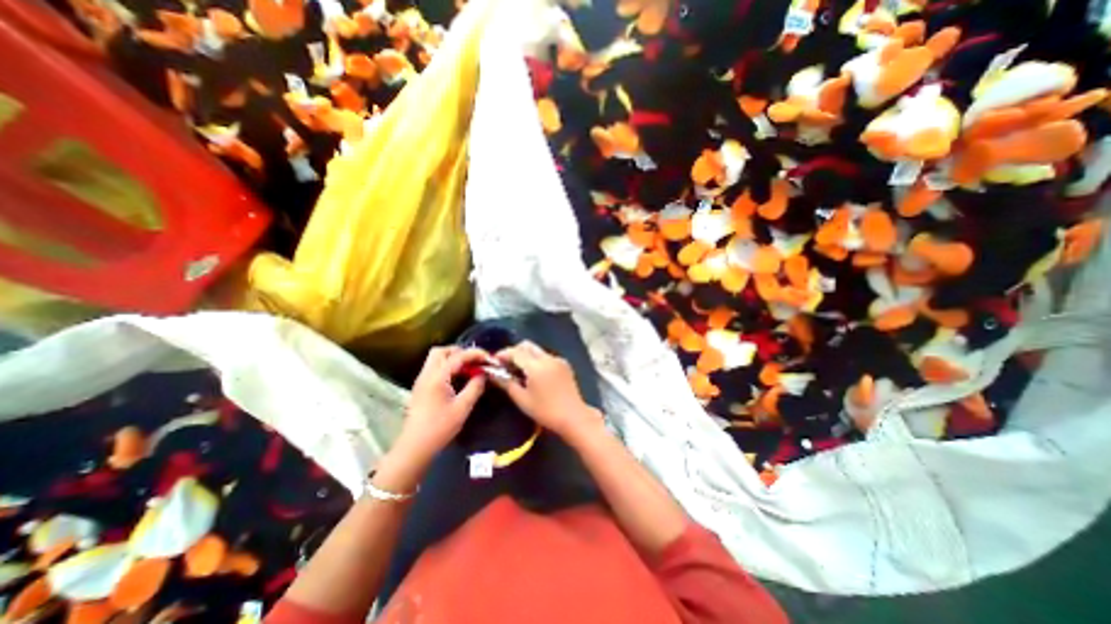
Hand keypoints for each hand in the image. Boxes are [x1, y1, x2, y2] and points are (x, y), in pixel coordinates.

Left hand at [396, 346, 486, 462]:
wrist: (415, 446)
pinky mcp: (421, 387)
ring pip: (436, 358)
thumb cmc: (440, 428)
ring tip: (468, 369)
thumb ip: (475, 387)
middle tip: (474, 361)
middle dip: (460, 352)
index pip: (457, 356)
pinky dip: (447, 367)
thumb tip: (483, 375)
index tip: (488, 358)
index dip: (475, 353)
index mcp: (437, 377)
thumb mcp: (463, 407)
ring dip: (453, 358)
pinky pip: (434, 368)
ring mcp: (421, 380)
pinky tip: (458, 378)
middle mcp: (426, 374)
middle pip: (441, 351)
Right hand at [491, 342, 604, 437]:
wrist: (573, 416)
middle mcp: (548, 358)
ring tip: (519, 372)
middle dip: (515, 351)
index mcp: (536, 366)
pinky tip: (535, 375)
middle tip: (506, 365)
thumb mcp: (522, 399)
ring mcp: (558, 360)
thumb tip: (493, 373)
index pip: (516, 352)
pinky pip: (547, 356)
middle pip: (527, 346)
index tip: (494, 361)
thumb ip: (506, 383)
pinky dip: (537, 360)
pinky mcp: (565, 364)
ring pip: (537, 350)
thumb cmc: (545, 411)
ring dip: (526, 356)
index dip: (503, 354)